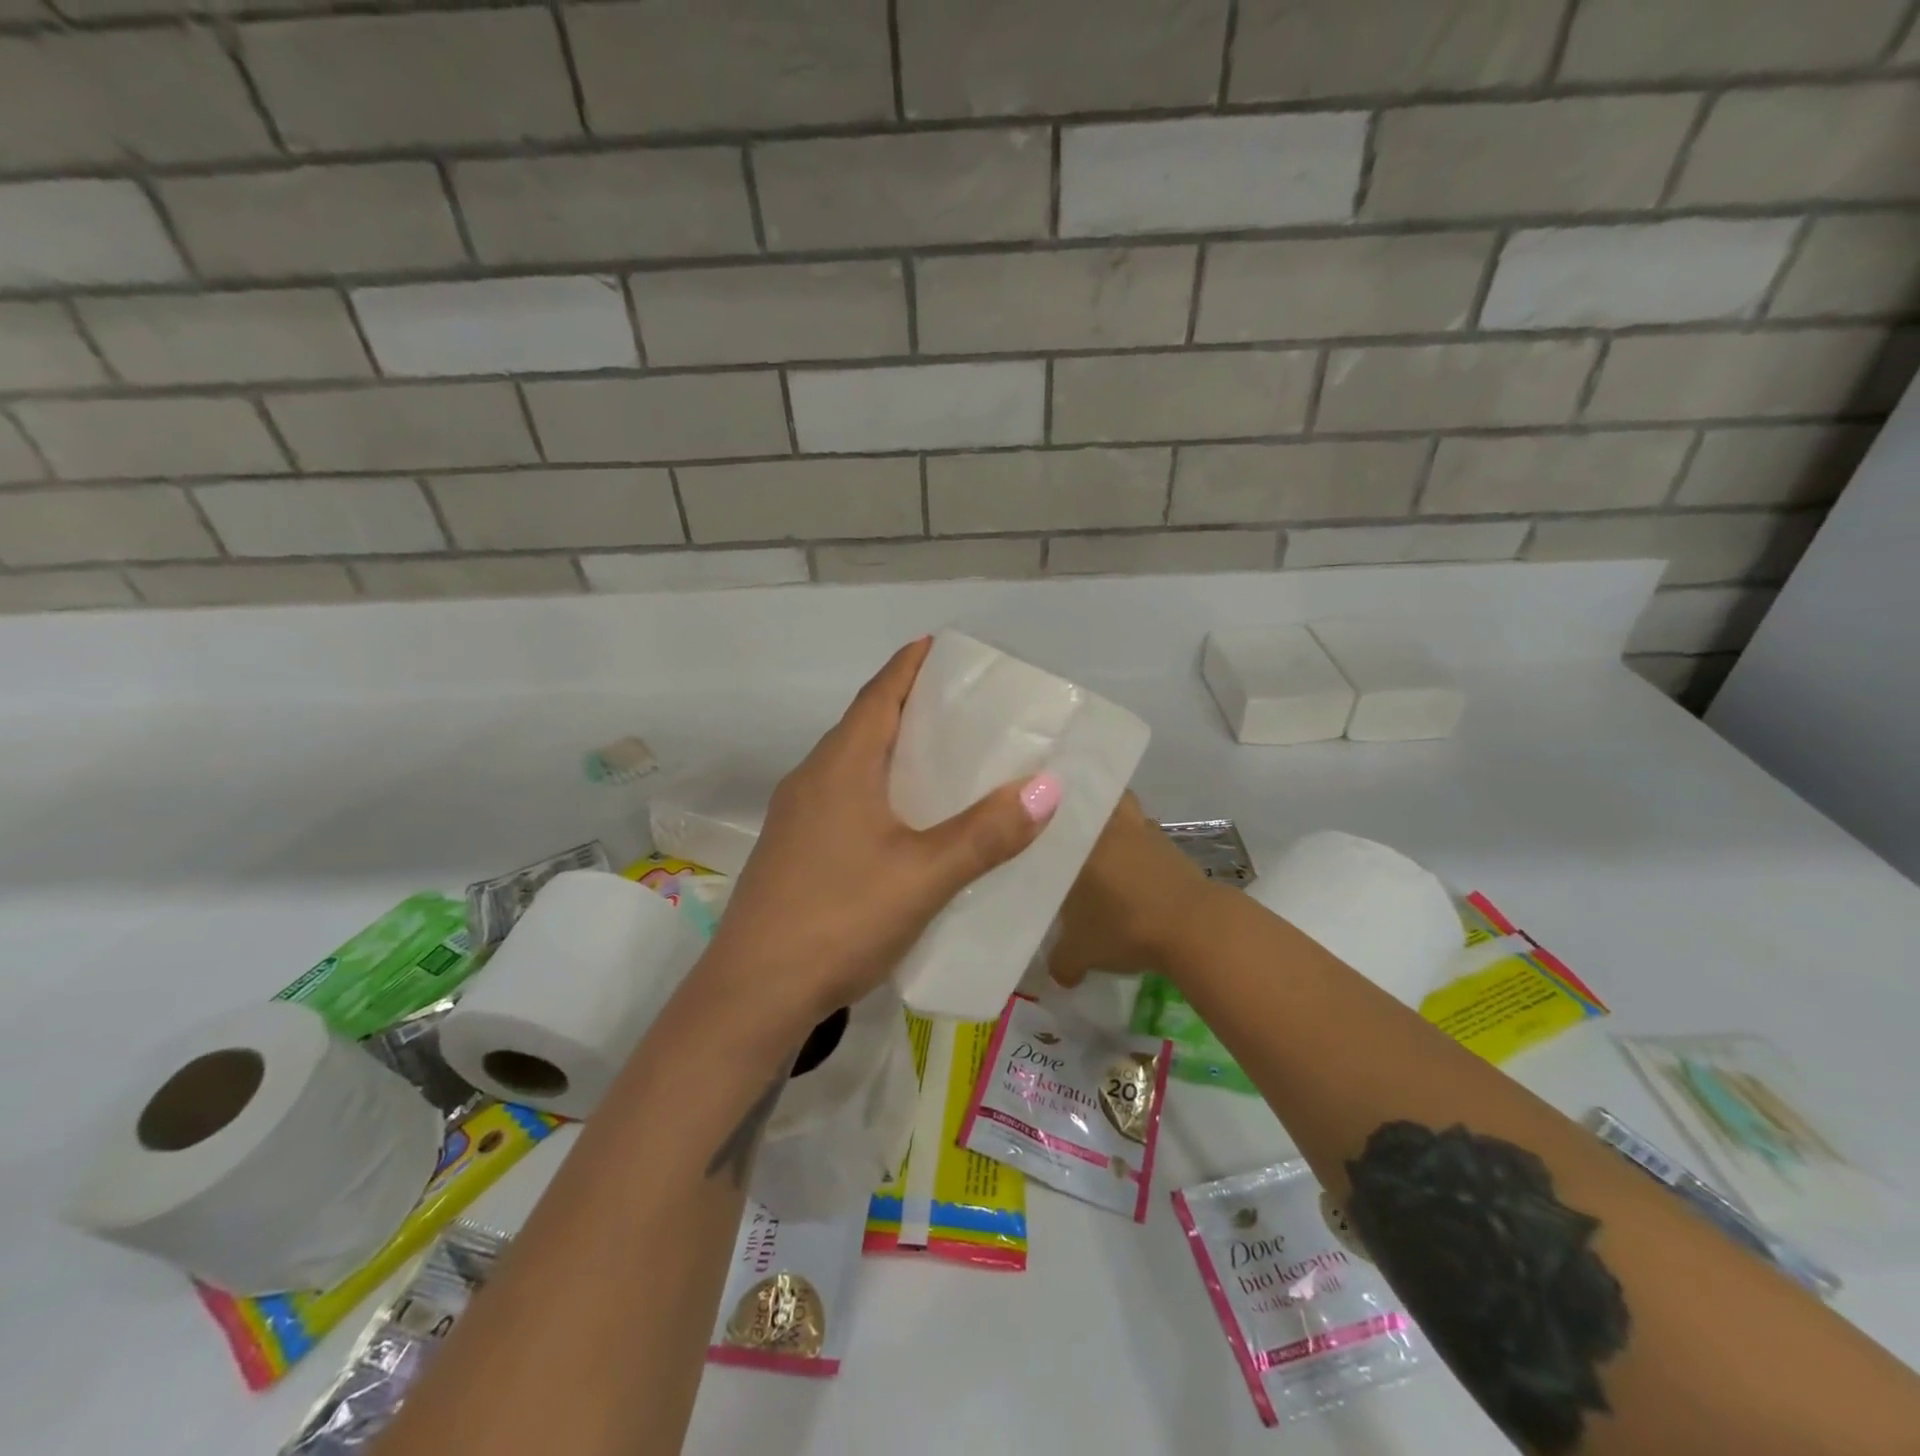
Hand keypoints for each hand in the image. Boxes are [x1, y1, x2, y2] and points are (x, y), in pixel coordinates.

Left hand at [700, 637, 1060, 1033]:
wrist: (753, 994)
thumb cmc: (839, 918)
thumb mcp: (924, 875)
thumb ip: (987, 833)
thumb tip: (1049, 786)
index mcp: (840, 765)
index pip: (878, 695)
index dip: (909, 666)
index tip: (940, 646)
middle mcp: (813, 778)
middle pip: (865, 724)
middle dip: (909, 707)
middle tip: (961, 706)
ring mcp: (797, 816)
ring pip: (852, 764)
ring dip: (892, 751)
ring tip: (943, 759)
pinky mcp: (794, 851)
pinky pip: (843, 798)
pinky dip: (878, 789)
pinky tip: (905, 821)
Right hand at [1048, 792, 1219, 987]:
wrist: (1193, 927)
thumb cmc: (1124, 928)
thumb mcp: (1080, 953)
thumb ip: (1061, 960)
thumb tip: (1057, 972)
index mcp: (1078, 841)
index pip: (1055, 818)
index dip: (1045, 822)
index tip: (1037, 834)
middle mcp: (1110, 827)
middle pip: (1097, 800)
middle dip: (1086, 813)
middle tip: (1073, 837)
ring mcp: (1145, 834)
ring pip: (1127, 814)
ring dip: (1119, 829)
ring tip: (1106, 855)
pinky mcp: (1174, 848)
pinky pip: (1149, 840)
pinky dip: (1142, 852)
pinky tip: (1135, 877)